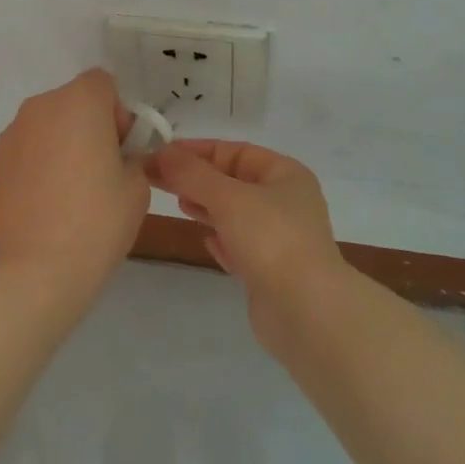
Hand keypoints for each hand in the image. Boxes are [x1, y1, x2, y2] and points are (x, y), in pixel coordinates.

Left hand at [0, 70, 150, 293]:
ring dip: (65, 140)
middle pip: (75, 100)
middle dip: (91, 124)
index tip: (122, 149)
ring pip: (50, 122)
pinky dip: (43, 159)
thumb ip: (131, 153)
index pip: (103, 83)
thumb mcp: (137, 184)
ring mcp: (14, 131)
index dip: (118, 112)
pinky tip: (49, 198)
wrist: (41, 267)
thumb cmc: (99, 219)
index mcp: (79, 101)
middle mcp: (42, 105)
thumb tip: (115, 153)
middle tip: (102, 169)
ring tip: (73, 188)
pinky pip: (31, 145)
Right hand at [148, 140, 346, 349]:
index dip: (196, 150)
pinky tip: (206, 242)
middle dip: (196, 179)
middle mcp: (286, 202)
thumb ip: (192, 174)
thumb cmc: (271, 240)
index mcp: (285, 174)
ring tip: (178, 205)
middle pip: (233, 181)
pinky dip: (222, 240)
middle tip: (157, 180)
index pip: (234, 151)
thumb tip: (162, 152)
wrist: (307, 312)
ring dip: (206, 207)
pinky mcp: (271, 270)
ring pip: (235, 213)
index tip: (160, 155)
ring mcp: (280, 238)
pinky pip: (240, 245)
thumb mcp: (227, 197)